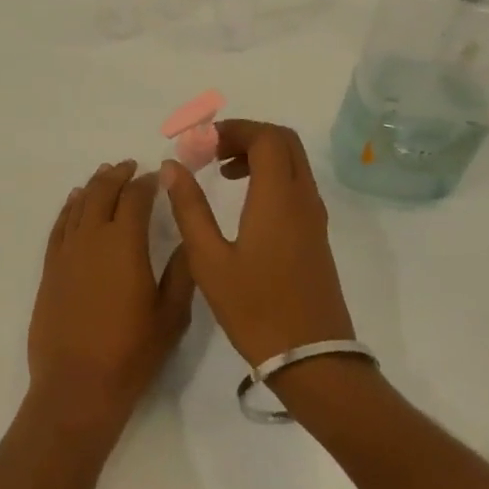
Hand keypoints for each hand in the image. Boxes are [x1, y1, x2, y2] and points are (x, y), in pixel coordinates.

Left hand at [28, 160, 194, 437]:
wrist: (77, 386)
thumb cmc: (131, 353)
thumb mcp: (171, 315)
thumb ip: (180, 272)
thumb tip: (185, 239)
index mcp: (125, 243)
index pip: (136, 198)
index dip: (148, 183)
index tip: (158, 176)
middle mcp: (92, 237)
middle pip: (103, 192)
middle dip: (118, 175)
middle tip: (130, 167)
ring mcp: (67, 252)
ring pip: (79, 204)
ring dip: (93, 186)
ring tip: (105, 175)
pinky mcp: (50, 268)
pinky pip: (59, 226)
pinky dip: (68, 208)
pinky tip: (75, 202)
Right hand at [160, 120, 355, 366]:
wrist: (312, 359)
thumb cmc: (255, 309)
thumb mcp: (209, 259)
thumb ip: (189, 208)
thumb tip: (172, 166)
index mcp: (278, 197)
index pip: (265, 137)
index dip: (233, 129)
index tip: (202, 143)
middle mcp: (302, 198)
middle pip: (284, 142)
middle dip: (247, 136)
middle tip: (212, 151)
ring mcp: (314, 217)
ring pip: (293, 163)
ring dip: (260, 155)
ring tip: (222, 173)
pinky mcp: (316, 235)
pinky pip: (296, 185)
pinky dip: (271, 176)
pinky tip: (244, 202)